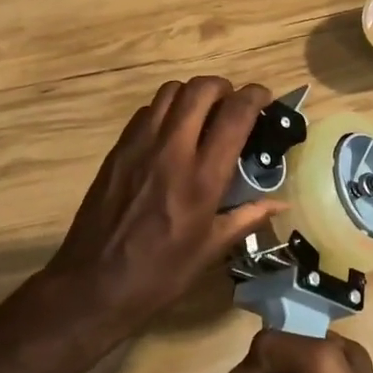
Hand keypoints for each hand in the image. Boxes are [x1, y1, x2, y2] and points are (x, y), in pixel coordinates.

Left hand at [46, 78, 279, 337]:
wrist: (92, 285)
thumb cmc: (159, 273)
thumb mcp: (210, 250)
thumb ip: (247, 217)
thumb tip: (280, 202)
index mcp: (202, 178)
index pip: (235, 115)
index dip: (255, 96)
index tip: (264, 97)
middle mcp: (172, 151)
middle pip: (201, 89)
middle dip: (223, 87)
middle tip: (232, 103)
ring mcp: (140, 146)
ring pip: (171, 91)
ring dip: (192, 94)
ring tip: (202, 113)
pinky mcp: (118, 149)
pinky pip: (146, 111)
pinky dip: (165, 109)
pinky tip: (170, 132)